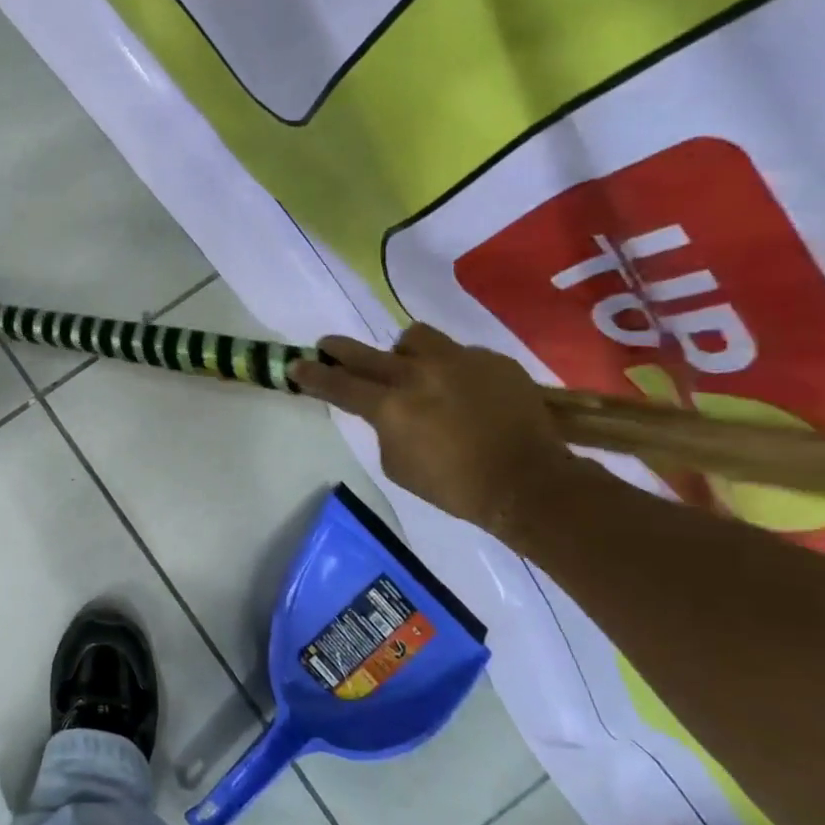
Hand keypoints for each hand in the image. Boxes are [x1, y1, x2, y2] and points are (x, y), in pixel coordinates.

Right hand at [289, 325, 576, 534]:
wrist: (528, 482)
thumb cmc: (455, 486)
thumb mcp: (398, 465)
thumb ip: (385, 429)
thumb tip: (388, 411)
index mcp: (391, 406)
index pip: (339, 385)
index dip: (313, 375)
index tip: (295, 365)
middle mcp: (418, 374)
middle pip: (367, 353)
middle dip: (341, 350)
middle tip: (328, 346)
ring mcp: (459, 362)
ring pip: (415, 338)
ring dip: (404, 352)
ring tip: (413, 368)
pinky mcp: (493, 361)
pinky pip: (459, 354)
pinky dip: (452, 369)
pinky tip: (464, 391)